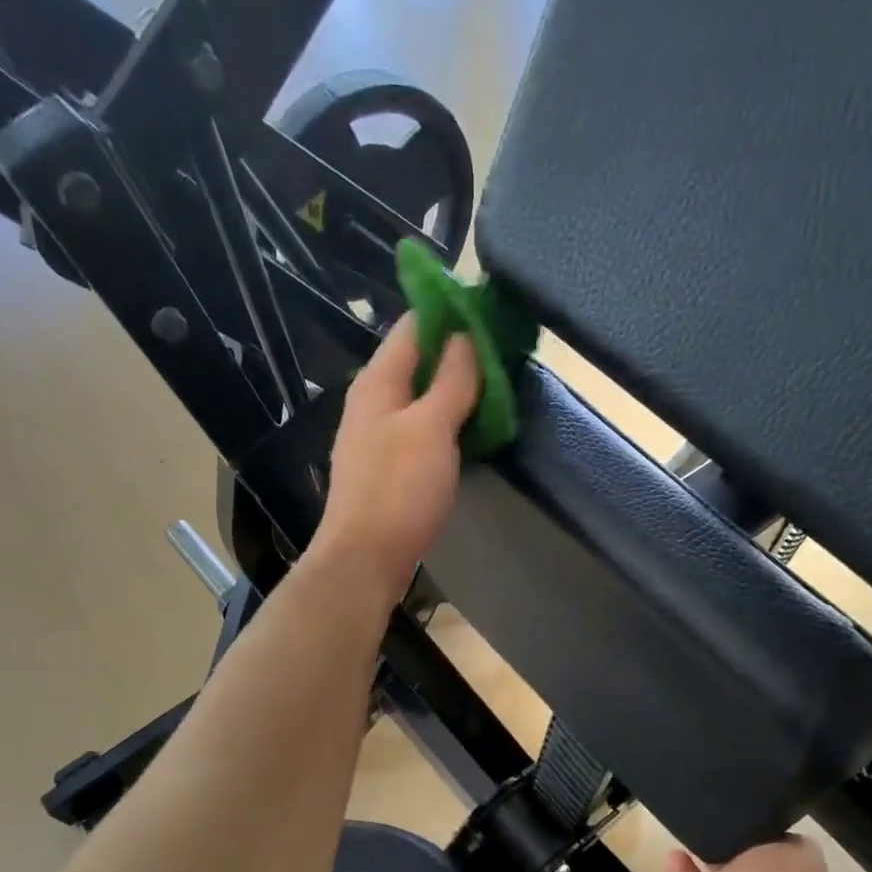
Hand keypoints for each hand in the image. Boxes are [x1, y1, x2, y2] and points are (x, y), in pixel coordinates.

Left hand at [311, 315, 481, 603]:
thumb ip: (451, 379)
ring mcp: (379, 437)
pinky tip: (472, 431)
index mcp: (378, 382)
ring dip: (456, 392)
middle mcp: (373, 402)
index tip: (494, 312)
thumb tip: (465, 333)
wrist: (365, 559)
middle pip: (419, 362)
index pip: (414, 325)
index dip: (451, 312)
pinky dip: (447, 424)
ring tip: (499, 389)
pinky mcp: (389, 468)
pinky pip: (421, 431)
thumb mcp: (431, 427)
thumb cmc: (398, 490)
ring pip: (422, 399)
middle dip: (460, 354)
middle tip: (506, 355)